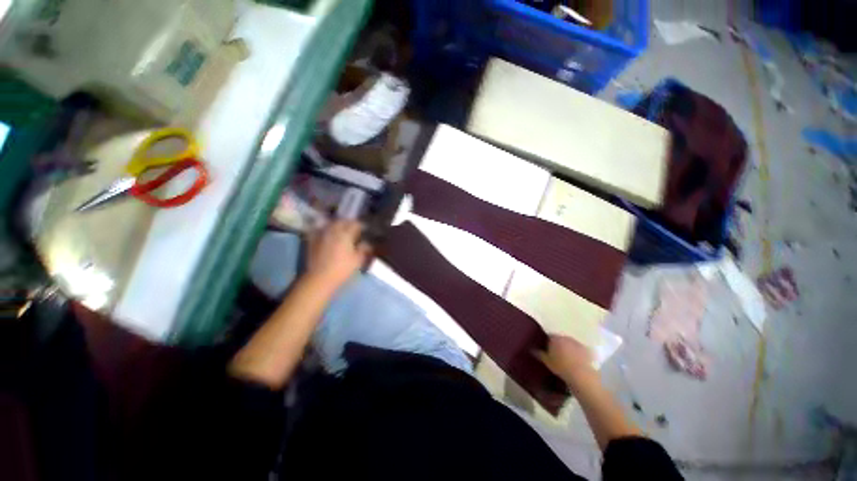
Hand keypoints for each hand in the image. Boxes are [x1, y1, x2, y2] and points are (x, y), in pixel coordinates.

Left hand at [305, 220, 371, 292]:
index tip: (364, 229)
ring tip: (341, 230)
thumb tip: (367, 243)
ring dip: (337, 225)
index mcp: (346, 234)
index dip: (361, 226)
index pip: (355, 224)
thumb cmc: (342, 269)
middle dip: (348, 223)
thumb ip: (363, 249)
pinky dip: (325, 230)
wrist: (320, 278)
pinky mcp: (313, 240)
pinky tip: (328, 235)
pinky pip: (320, 230)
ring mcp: (322, 235)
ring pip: (330, 224)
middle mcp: (333, 231)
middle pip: (342, 222)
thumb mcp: (358, 260)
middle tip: (353, 228)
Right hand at [535, 335, 598, 389]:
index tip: (546, 349)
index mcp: (555, 338)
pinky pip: (579, 350)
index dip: (547, 342)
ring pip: (570, 344)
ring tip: (566, 359)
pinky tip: (576, 362)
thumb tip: (531, 349)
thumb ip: (538, 353)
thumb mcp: (547, 361)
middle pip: (560, 339)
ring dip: (568, 349)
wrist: (582, 376)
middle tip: (555, 355)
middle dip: (558, 345)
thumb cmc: (561, 367)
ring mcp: (578, 343)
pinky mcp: (587, 351)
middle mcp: (566, 338)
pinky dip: (577, 354)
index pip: (549, 336)